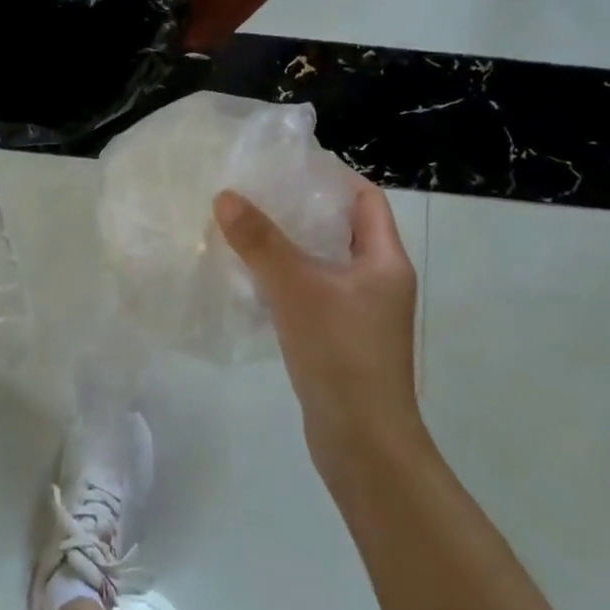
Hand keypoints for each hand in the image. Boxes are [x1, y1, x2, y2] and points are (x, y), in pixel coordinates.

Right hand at [214, 175, 422, 482]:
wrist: (363, 443)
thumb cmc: (341, 354)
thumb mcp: (297, 288)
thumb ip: (261, 241)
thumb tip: (225, 196)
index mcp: (384, 260)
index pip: (365, 198)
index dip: (330, 176)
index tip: (285, 165)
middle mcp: (379, 281)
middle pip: (341, 227)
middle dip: (301, 207)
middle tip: (255, 191)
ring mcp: (362, 312)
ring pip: (324, 262)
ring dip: (290, 244)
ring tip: (246, 227)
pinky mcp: (342, 338)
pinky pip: (314, 292)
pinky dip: (287, 279)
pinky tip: (251, 278)